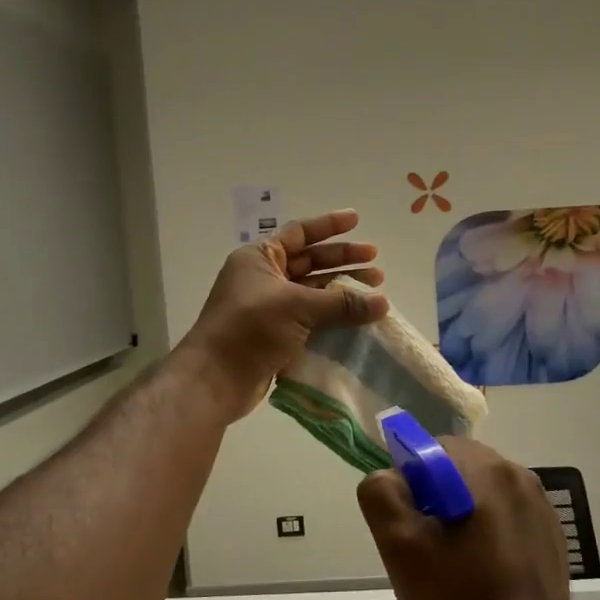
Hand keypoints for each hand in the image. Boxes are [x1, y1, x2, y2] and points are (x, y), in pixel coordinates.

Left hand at [178, 209, 388, 419]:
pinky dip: (334, 317)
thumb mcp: (297, 307)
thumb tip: (383, 302)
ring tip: (376, 292)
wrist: (216, 379)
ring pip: (314, 291)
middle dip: (344, 261)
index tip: (357, 220)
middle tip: (377, 264)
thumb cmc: (250, 328)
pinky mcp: (277, 334)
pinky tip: (358, 320)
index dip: (329, 225)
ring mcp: (270, 307)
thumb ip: (342, 303)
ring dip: (343, 291)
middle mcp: (265, 278)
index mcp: (260, 258)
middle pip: (311, 261)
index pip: (299, 232)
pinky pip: (312, 318)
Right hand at [358, 438, 574, 599]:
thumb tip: (389, 477)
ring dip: (464, 516)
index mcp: (484, 468)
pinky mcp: (552, 534)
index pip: (432, 449)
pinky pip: (508, 517)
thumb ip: (382, 495)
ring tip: (455, 565)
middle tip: (426, 546)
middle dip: (437, 498)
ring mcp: (540, 505)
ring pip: (484, 493)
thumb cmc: (459, 599)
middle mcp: (518, 474)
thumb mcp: (401, 547)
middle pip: (459, 469)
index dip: (410, 481)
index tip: (408, 523)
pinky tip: (485, 574)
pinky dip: (490, 533)